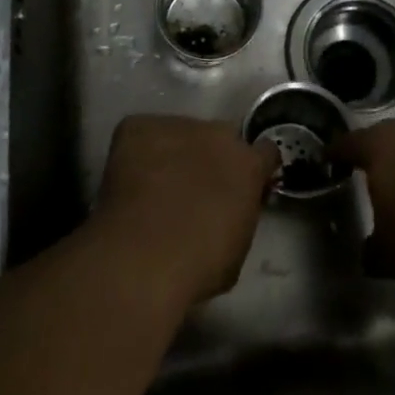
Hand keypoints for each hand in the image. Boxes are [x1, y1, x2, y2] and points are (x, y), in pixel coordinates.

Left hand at [92, 114, 277, 308]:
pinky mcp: (139, 127)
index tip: (244, 189)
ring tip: (156, 188)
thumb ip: (239, 216)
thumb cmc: (197, 267)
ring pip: (180, 134)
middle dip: (213, 159)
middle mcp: (217, 134)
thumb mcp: (236, 250)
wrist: (142, 257)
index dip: (254, 169)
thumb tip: (231, 211)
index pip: (264, 152)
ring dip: (175, 155)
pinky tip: (130, 181)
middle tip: (195, 191)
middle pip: (220, 138)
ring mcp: (177, 126)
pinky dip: (139, 152)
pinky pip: (143, 133)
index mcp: (248, 165)